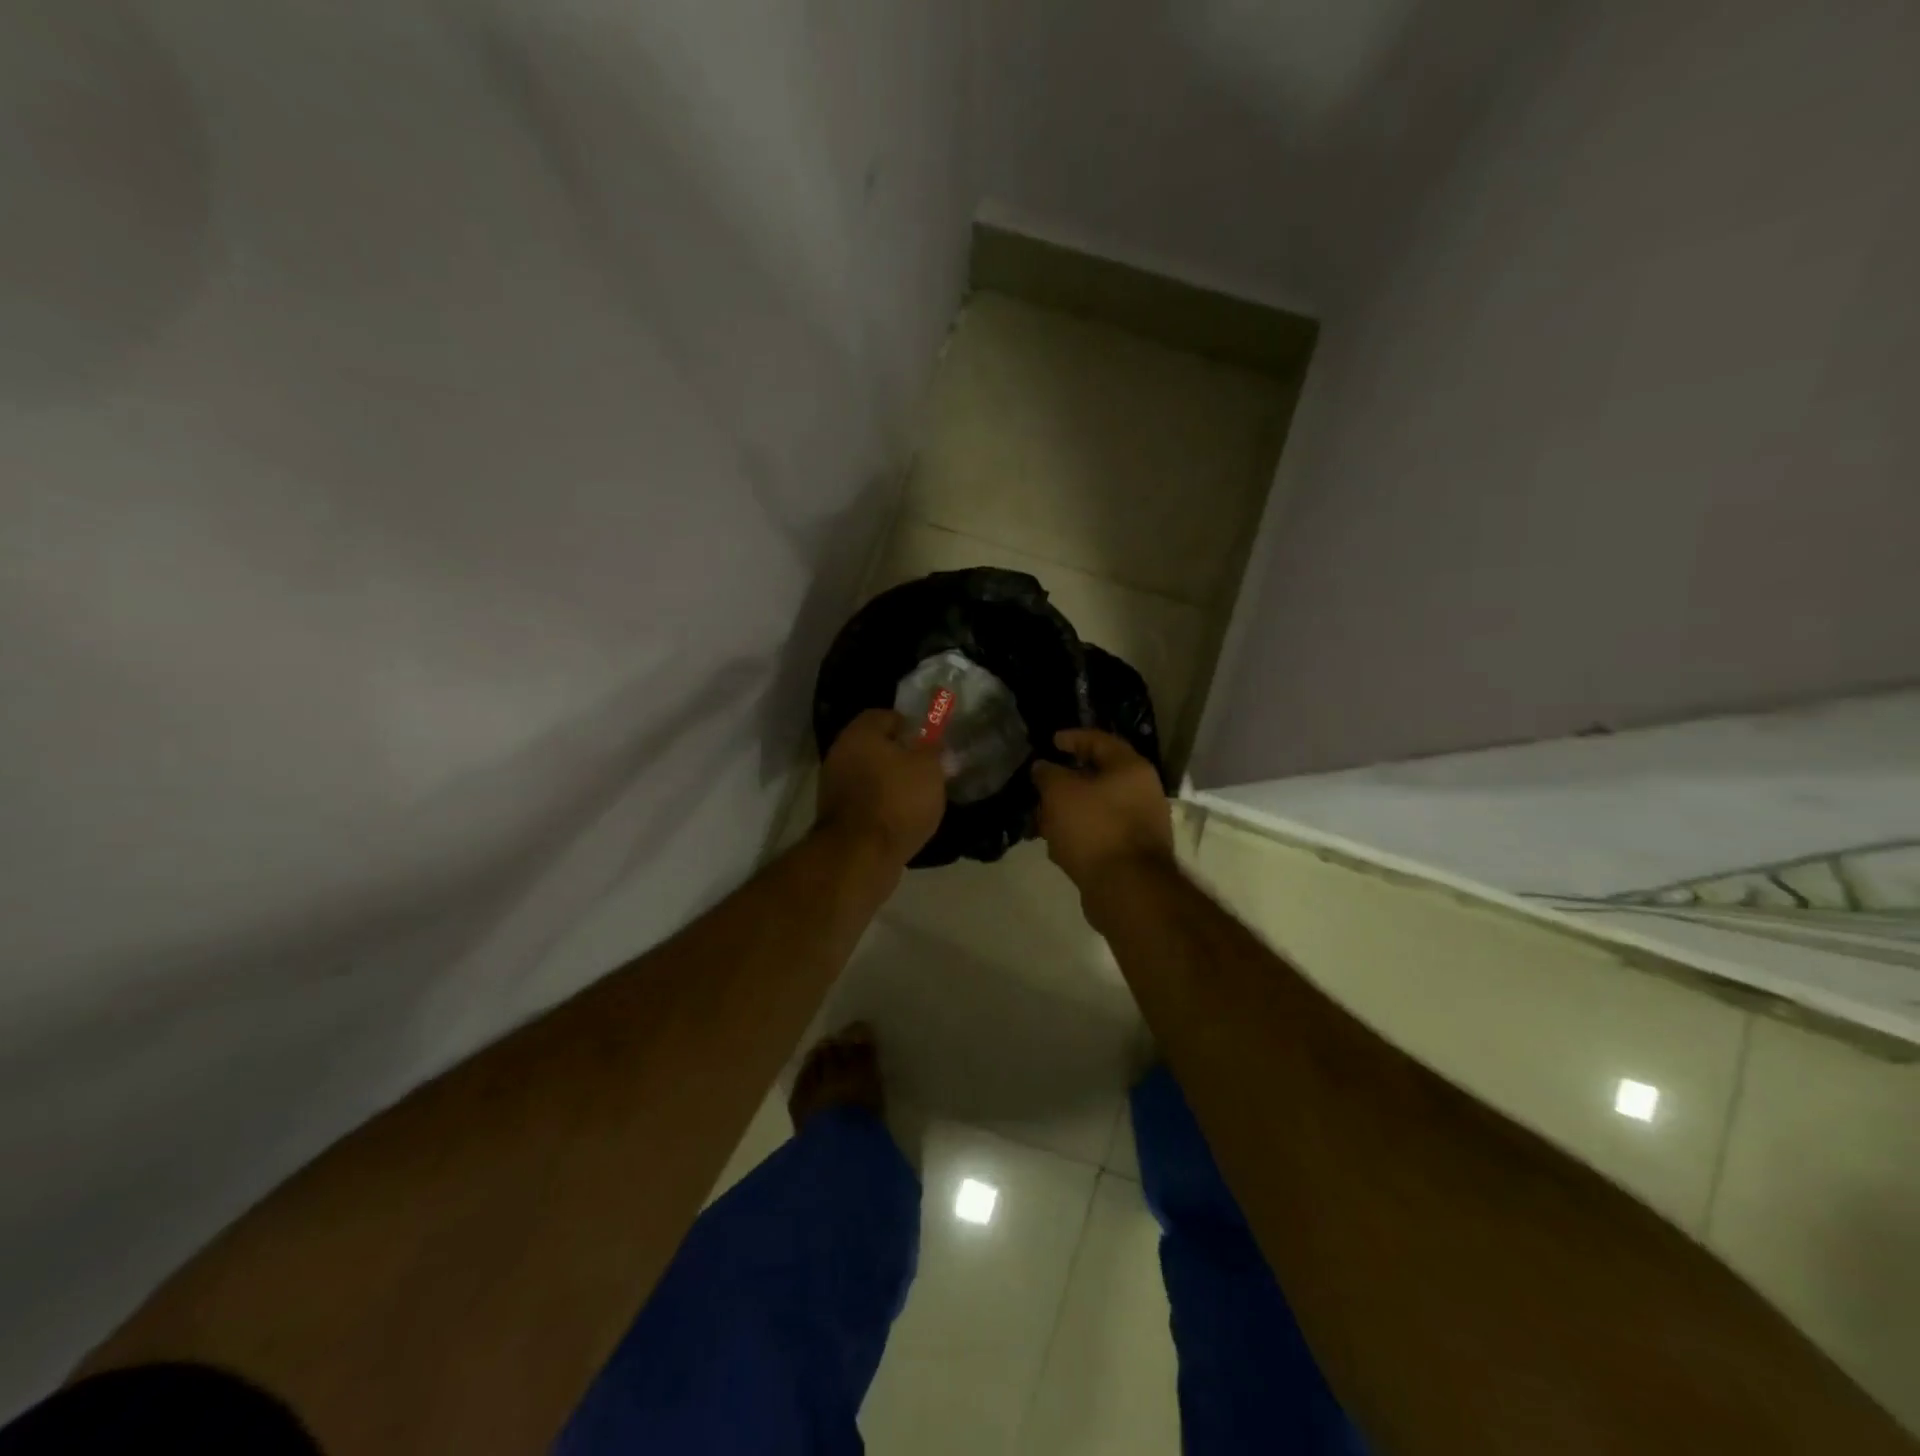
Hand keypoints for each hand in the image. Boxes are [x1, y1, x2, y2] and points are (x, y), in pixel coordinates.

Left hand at [816, 709, 946, 868]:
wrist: (861, 855)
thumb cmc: (897, 800)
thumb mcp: (929, 768)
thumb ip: (933, 749)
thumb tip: (932, 743)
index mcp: (860, 733)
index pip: (885, 715)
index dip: (910, 726)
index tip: (929, 742)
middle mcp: (840, 754)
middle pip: (875, 747)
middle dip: (901, 757)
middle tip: (927, 770)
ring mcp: (834, 787)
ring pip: (870, 775)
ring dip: (891, 784)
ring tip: (919, 799)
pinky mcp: (836, 817)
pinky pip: (865, 802)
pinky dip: (882, 807)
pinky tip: (902, 820)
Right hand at [1031, 729, 1173, 891]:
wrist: (1127, 889)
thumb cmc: (1094, 829)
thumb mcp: (1060, 793)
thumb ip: (1048, 774)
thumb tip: (1043, 767)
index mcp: (1131, 768)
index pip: (1099, 741)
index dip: (1073, 738)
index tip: (1050, 742)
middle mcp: (1142, 792)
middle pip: (1098, 777)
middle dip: (1066, 782)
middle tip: (1041, 786)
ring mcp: (1140, 824)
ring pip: (1097, 808)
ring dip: (1069, 811)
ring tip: (1041, 820)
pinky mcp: (1132, 853)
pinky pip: (1100, 834)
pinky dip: (1079, 835)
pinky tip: (1057, 847)